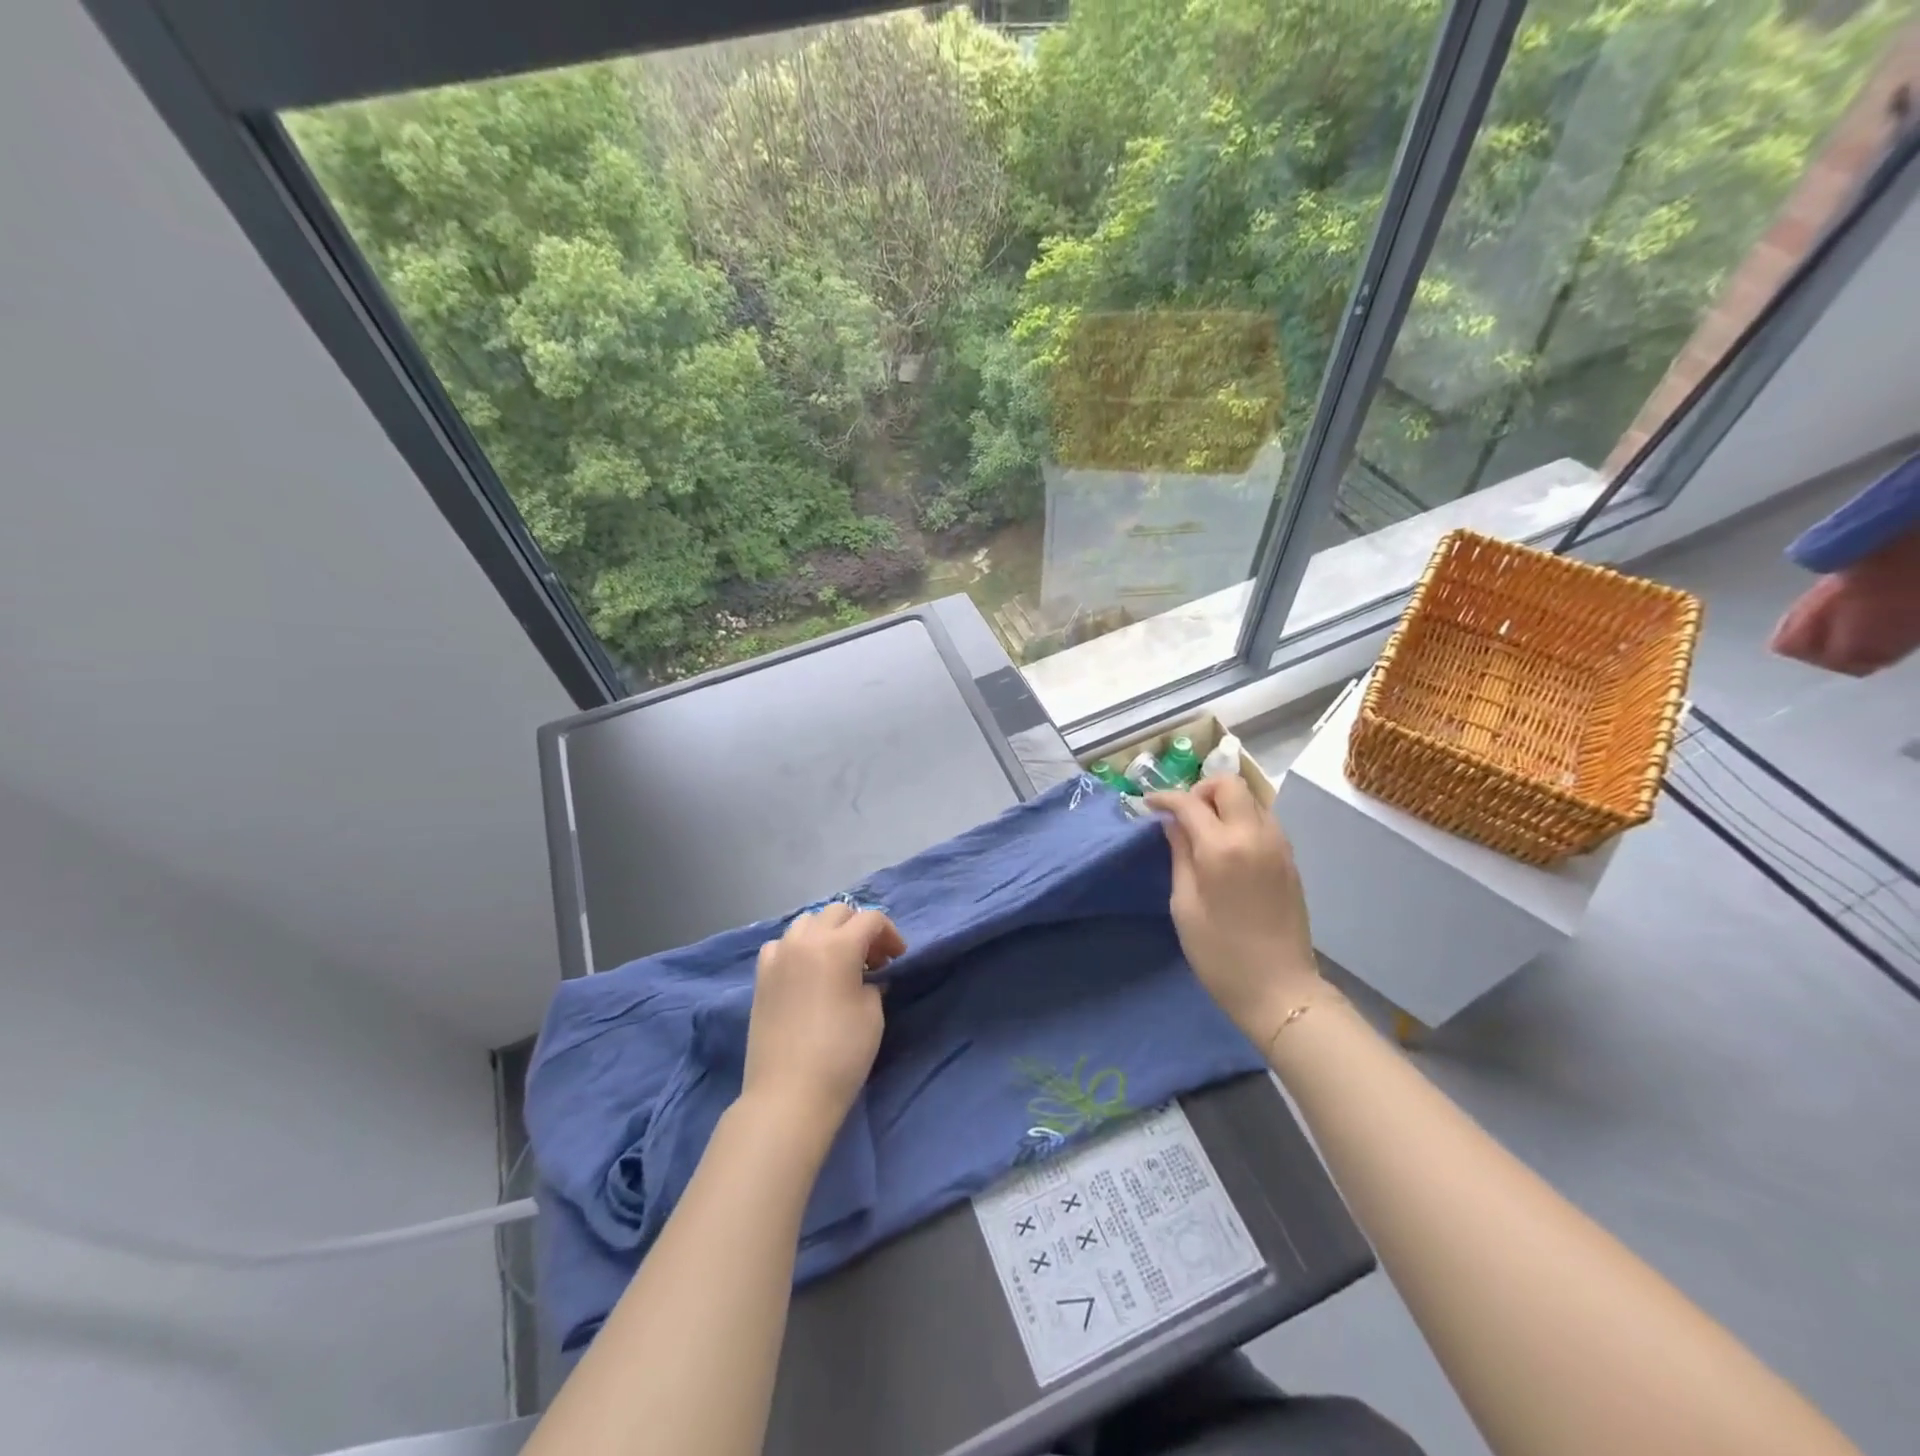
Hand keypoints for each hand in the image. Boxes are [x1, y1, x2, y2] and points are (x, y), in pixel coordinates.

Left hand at [740, 904, 904, 1149]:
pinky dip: (798, 948)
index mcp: (838, 945)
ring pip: (807, 923)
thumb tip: (868, 978)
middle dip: (859, 928)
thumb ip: (873, 983)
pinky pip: (782, 945)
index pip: (870, 919)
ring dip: (828, 933)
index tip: (897, 958)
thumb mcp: (872, 1014)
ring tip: (839, 962)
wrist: (789, 1094)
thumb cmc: (841, 1053)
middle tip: (872, 958)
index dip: (890, 933)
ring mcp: (779, 956)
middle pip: (837, 912)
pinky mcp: (761, 976)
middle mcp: (805, 940)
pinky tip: (806, 972)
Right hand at [1146, 776, 1320, 1048]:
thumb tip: (1172, 824)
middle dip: (1202, 790)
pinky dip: (1242, 819)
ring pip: (1252, 799)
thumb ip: (1179, 856)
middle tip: (1183, 814)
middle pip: (1231, 785)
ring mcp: (1278, 846)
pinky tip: (1227, 846)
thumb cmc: (1219, 953)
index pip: (1190, 802)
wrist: (1280, 989)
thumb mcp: (1184, 905)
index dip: (1165, 798)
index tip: (1148, 804)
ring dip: (1225, 803)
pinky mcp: (1290, 860)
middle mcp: (1255, 835)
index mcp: (1222, 847)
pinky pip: (1264, 820)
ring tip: (1204, 829)